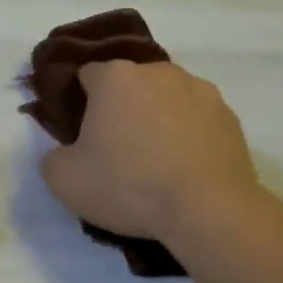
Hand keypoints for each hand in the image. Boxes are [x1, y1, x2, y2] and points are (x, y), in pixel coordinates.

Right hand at [40, 60, 262, 246]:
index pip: (87, 75)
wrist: (208, 211)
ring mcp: (199, 90)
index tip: (81, 133)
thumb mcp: (64, 180)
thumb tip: (65, 152)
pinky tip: (185, 167)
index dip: (80, 102)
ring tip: (157, 161)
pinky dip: (188, 134)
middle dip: (121, 107)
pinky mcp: (229, 116)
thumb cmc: (128, 185)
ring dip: (157, 118)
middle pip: (129, 84)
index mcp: (115, 77)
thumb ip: (53, 157)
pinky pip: (197, 118)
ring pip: (166, 98)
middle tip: (117, 150)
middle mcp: (157, 72)